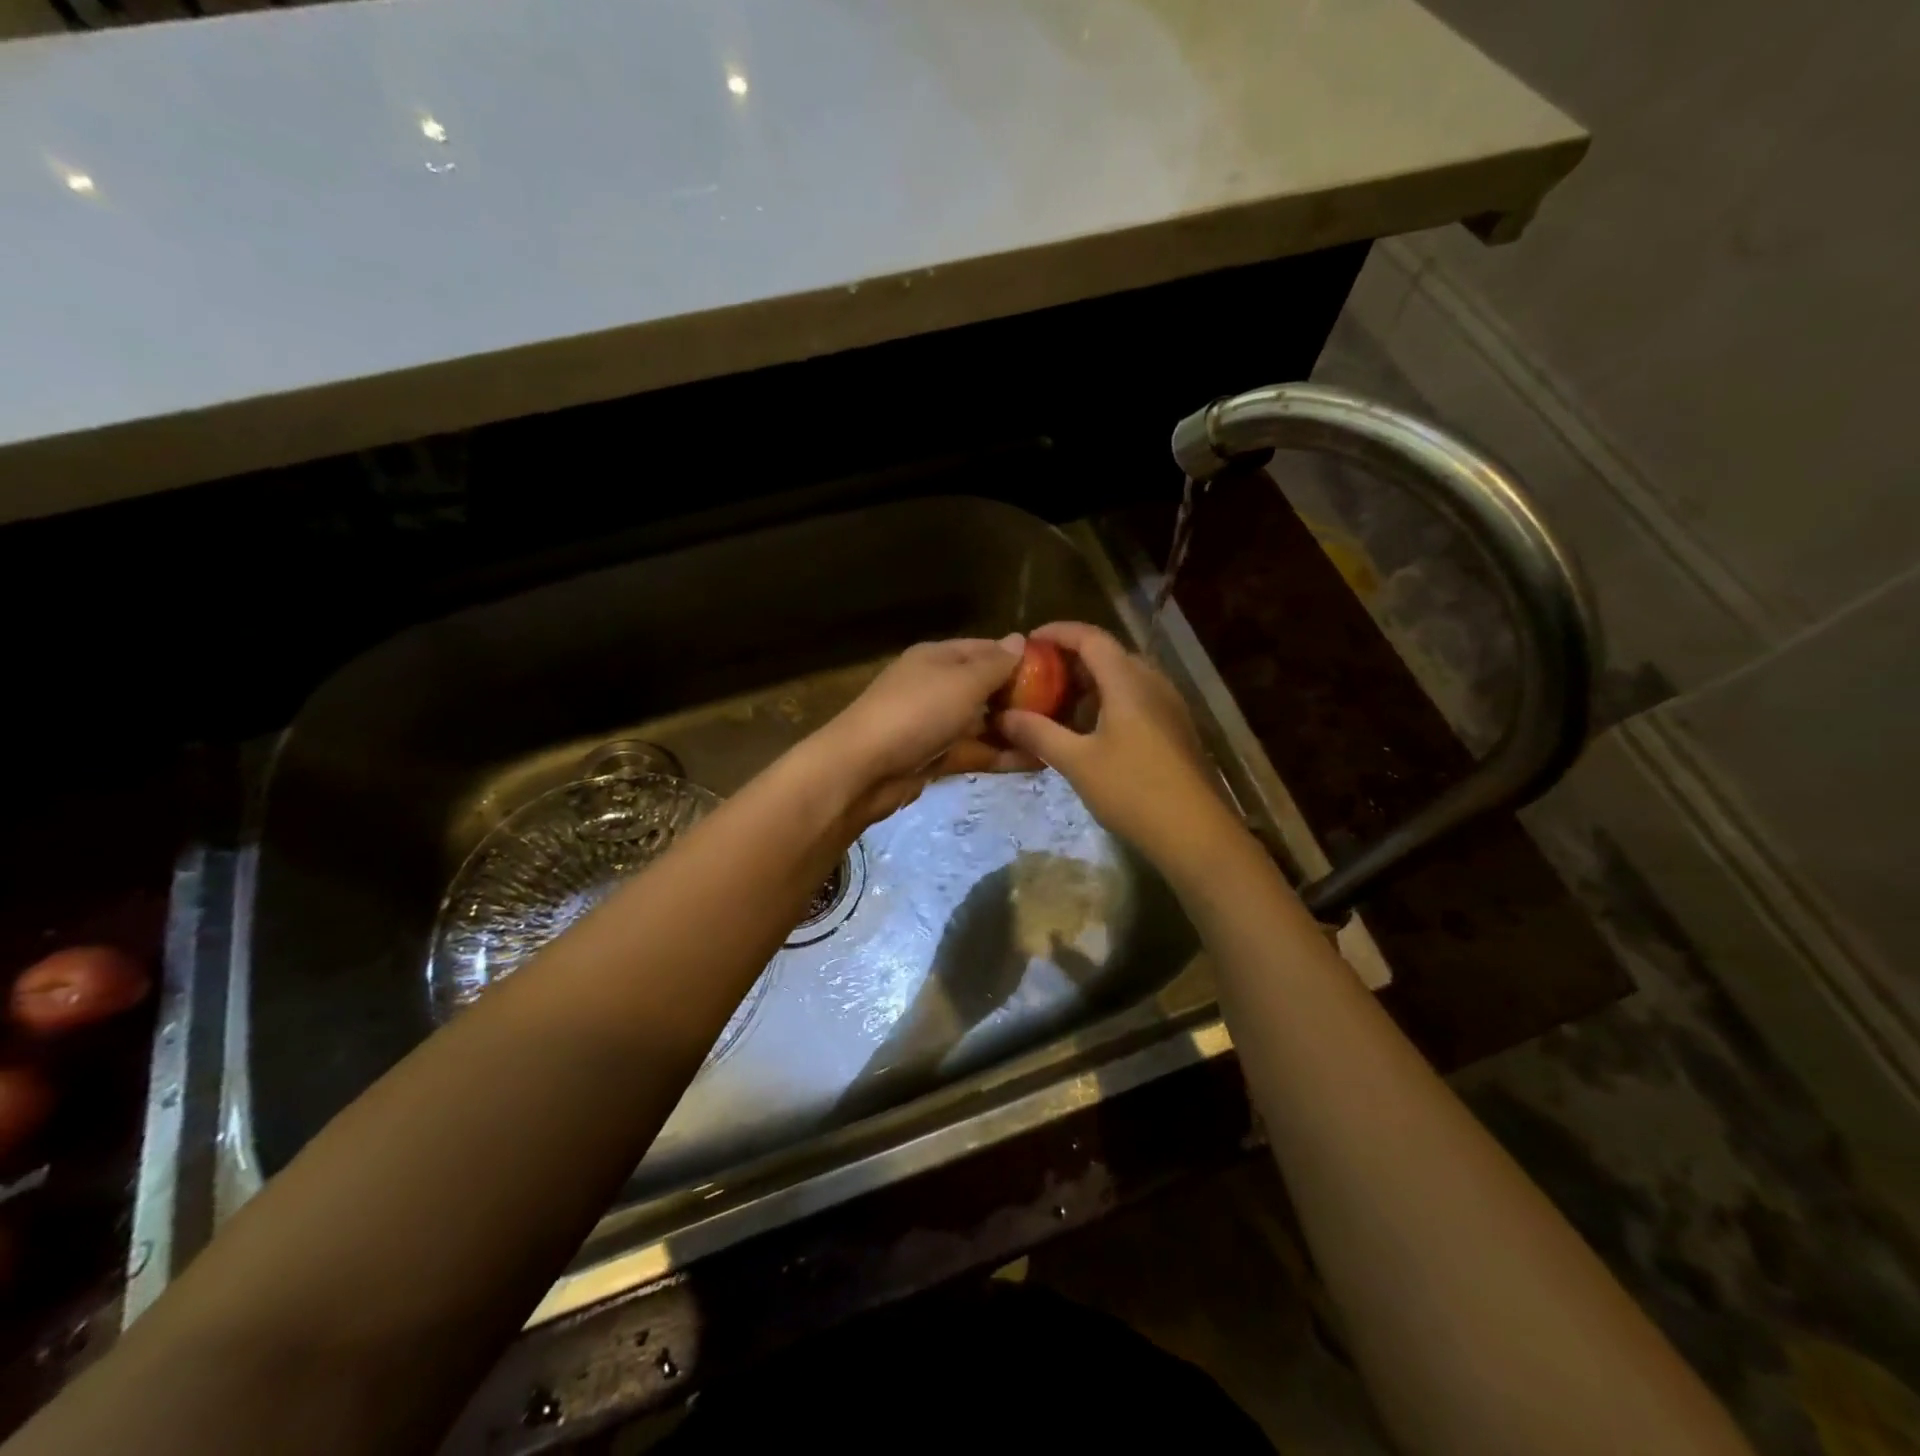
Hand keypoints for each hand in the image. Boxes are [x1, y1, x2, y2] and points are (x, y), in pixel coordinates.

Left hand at [812, 636, 1041, 827]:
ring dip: (1016, 730)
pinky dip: (1002, 755)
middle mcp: (937, 686)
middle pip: (986, 687)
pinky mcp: (936, 757)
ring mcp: (935, 724)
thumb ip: (995, 664)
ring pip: (983, 723)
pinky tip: (1037, 762)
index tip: (1058, 671)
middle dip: (1022, 697)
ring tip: (1059, 739)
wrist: (863, 769)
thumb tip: (1020, 639)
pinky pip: (975, 751)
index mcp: (938, 658)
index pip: (986, 649)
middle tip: (1067, 710)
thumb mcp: (962, 682)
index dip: (1019, 657)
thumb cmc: (916, 713)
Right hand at [996, 622, 1239, 865]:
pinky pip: (1137, 699)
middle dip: (1072, 659)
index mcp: (1128, 681)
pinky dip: (1109, 701)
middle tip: (1039, 675)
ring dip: (1091, 683)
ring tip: (1059, 703)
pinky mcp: (1176, 729)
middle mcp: (1152, 683)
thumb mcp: (1077, 762)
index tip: (1029, 642)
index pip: (1091, 637)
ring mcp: (1169, 706)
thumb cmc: (1133, 790)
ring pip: (1125, 678)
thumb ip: (1039, 734)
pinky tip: (1091, 730)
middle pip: (1109, 654)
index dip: (1058, 632)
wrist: (1195, 832)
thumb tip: (1004, 716)